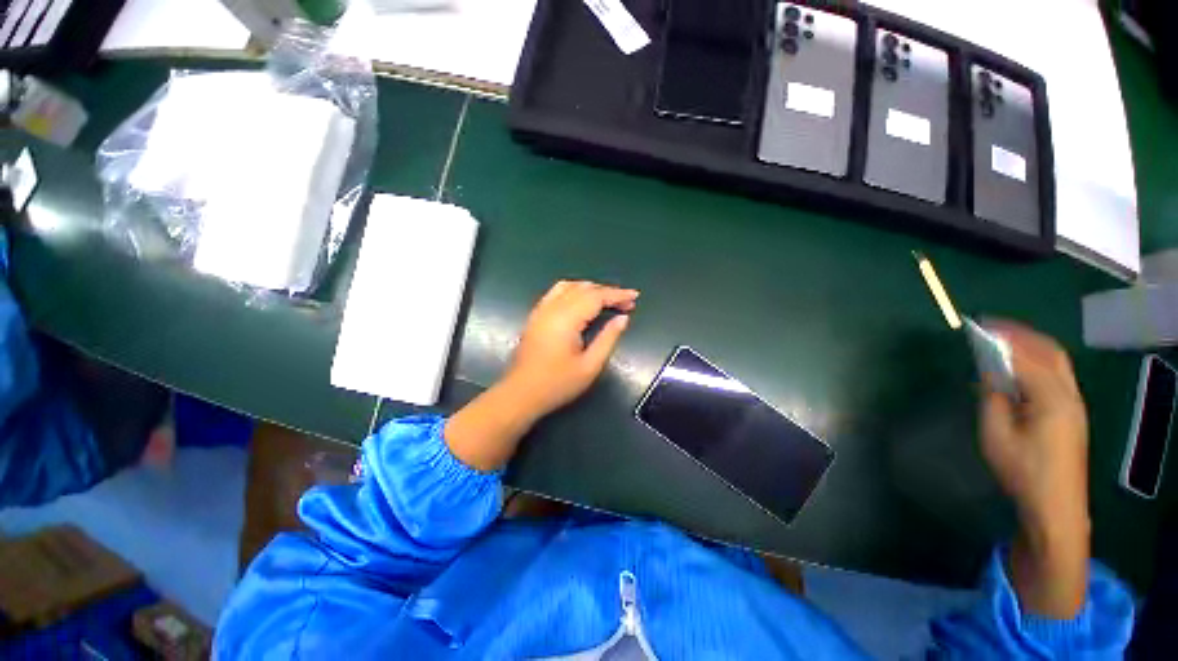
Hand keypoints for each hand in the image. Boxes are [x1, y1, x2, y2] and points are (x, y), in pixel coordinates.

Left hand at [444, 280, 636, 471]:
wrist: (520, 394)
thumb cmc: (557, 384)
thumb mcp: (590, 366)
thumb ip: (608, 339)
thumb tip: (623, 319)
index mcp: (566, 319)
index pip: (596, 297)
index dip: (617, 294)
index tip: (635, 296)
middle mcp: (552, 308)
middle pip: (584, 289)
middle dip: (607, 292)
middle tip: (627, 302)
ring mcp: (541, 310)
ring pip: (569, 286)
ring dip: (591, 289)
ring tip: (608, 299)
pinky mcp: (536, 316)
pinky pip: (556, 292)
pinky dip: (574, 290)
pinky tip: (582, 300)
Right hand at [979, 322, 1088, 532]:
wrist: (1055, 505)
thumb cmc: (1023, 470)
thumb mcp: (997, 435)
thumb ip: (993, 399)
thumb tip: (988, 375)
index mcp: (1052, 399)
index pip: (1026, 358)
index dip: (1003, 340)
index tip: (981, 328)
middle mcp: (1069, 395)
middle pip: (1051, 352)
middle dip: (1023, 335)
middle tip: (994, 328)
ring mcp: (1075, 404)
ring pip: (1057, 362)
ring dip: (1032, 347)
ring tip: (1004, 342)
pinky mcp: (1072, 413)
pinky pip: (1057, 376)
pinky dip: (1038, 362)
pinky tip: (1019, 369)